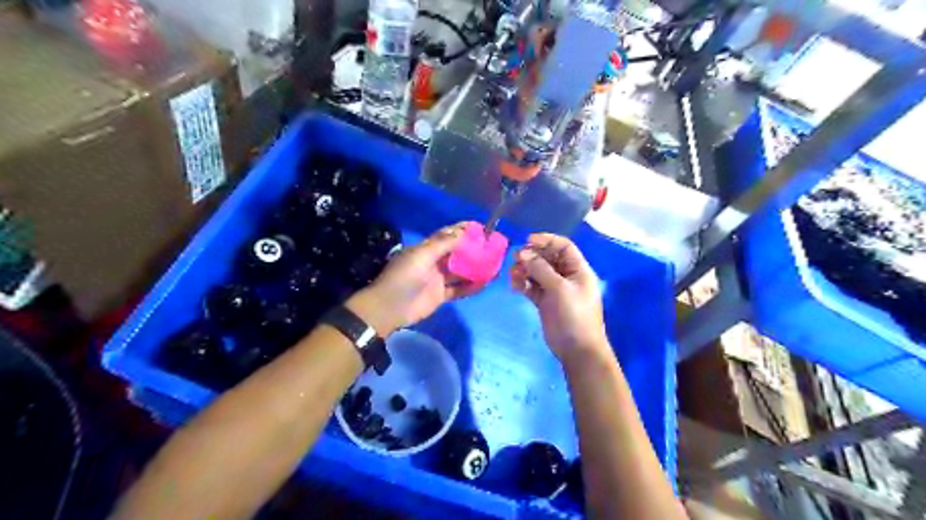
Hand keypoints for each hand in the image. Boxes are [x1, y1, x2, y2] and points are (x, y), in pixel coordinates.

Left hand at [344, 222, 481, 333]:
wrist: (389, 308)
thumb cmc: (404, 277)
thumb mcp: (422, 256)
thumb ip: (443, 244)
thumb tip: (463, 232)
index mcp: (426, 249)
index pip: (447, 235)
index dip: (463, 230)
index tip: (481, 228)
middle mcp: (434, 261)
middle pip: (457, 253)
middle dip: (473, 249)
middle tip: (493, 247)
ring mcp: (438, 279)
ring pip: (460, 271)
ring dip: (475, 268)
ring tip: (494, 265)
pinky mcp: (441, 295)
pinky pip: (459, 289)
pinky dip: (471, 287)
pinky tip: (484, 284)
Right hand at [510, 234, 613, 363]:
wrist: (577, 349)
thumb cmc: (574, 315)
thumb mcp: (560, 289)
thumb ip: (541, 269)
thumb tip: (522, 253)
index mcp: (578, 270)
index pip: (563, 247)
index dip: (547, 240)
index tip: (528, 240)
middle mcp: (566, 276)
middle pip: (548, 258)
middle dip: (532, 255)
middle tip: (516, 257)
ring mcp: (554, 289)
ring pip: (537, 272)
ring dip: (524, 270)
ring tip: (513, 274)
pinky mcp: (544, 302)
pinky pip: (531, 287)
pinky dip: (522, 284)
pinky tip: (515, 286)